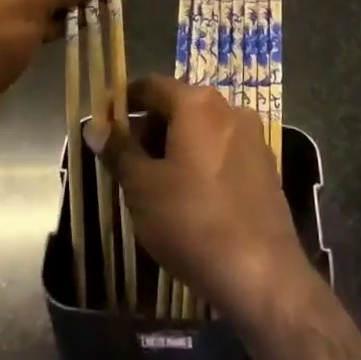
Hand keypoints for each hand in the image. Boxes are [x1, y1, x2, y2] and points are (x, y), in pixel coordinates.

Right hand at [90, 74, 311, 325]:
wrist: (261, 273)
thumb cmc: (192, 220)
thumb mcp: (142, 186)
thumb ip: (118, 151)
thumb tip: (94, 126)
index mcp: (197, 104)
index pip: (151, 86)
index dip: (125, 101)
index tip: (105, 124)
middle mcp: (229, 109)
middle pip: (179, 106)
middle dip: (150, 128)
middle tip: (126, 162)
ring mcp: (253, 138)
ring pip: (202, 130)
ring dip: (175, 147)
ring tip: (154, 184)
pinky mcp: (265, 168)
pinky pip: (223, 152)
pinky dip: (201, 162)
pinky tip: (189, 198)